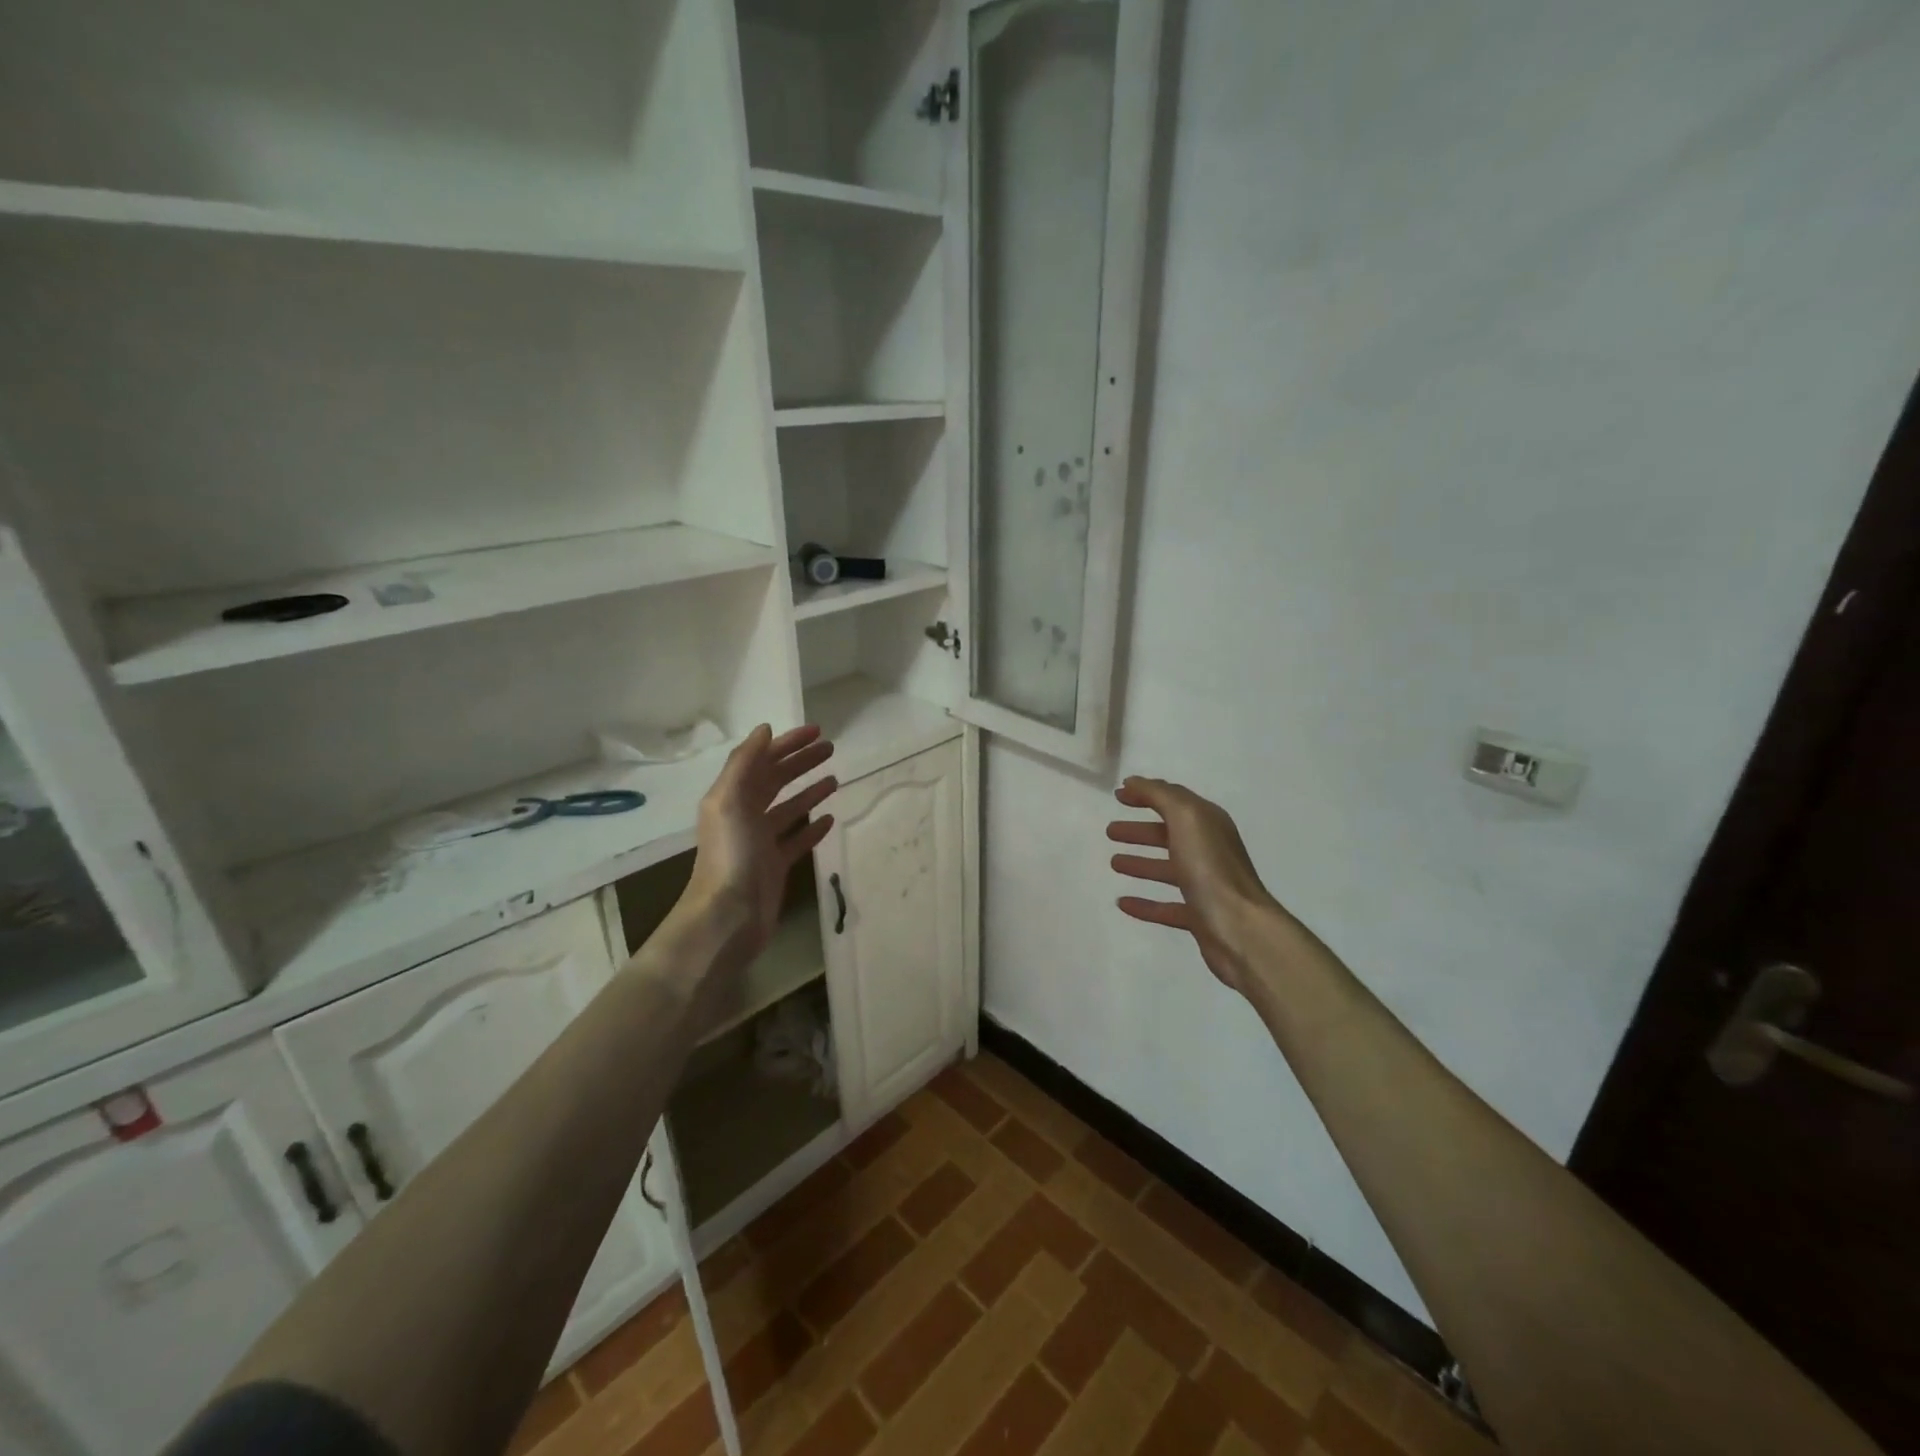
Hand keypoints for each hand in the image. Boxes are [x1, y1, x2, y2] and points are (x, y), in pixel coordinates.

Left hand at [682, 724, 836, 953]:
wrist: (727, 916)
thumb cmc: (730, 855)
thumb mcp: (730, 800)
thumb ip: (744, 762)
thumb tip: (765, 730)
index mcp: (732, 797)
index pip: (762, 760)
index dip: (787, 743)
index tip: (817, 731)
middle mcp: (745, 815)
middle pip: (776, 780)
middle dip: (801, 762)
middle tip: (831, 749)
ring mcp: (761, 842)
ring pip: (789, 808)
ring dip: (809, 791)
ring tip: (835, 779)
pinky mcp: (776, 866)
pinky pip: (797, 840)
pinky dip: (812, 827)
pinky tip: (829, 818)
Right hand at [1107, 776, 1279, 994]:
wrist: (1240, 929)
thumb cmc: (1210, 868)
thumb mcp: (1186, 818)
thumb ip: (1160, 795)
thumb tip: (1133, 782)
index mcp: (1208, 824)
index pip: (1173, 801)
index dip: (1146, 795)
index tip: (1117, 796)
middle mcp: (1208, 851)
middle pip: (1168, 835)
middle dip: (1140, 831)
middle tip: (1110, 831)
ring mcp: (1204, 885)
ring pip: (1166, 869)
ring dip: (1140, 863)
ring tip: (1113, 863)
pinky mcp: (1198, 917)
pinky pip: (1165, 906)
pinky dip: (1144, 903)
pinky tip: (1122, 903)